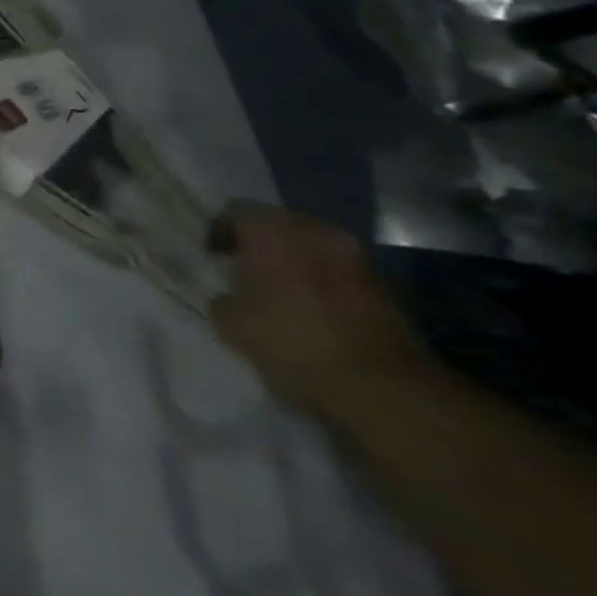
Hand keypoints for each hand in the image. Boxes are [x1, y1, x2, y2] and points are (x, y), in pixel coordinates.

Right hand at [207, 204, 430, 417]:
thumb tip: (231, 297)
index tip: (213, 255)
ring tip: (280, 289)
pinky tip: (311, 307)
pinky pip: (339, 269)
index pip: (235, 212)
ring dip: (295, 259)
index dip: (220, 231)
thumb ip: (223, 299)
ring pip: (312, 245)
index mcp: (270, 231)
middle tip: (246, 267)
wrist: (379, 383)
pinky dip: (322, 278)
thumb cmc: (289, 340)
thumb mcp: (231, 323)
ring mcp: (354, 255)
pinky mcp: (383, 284)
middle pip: (278, 223)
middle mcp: (313, 231)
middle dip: (261, 242)